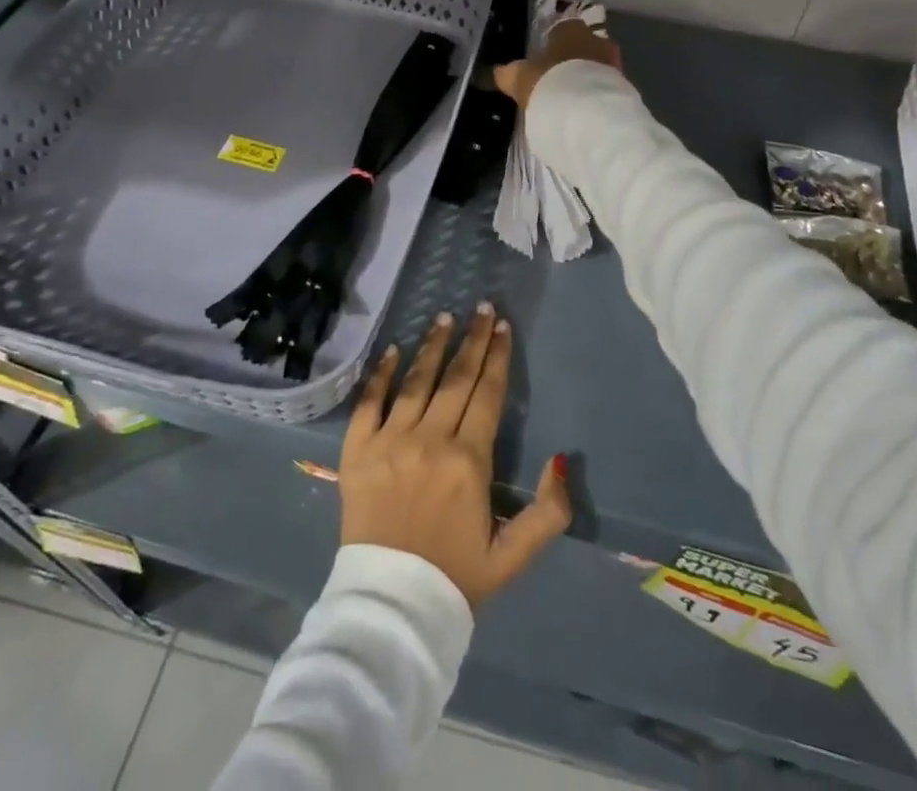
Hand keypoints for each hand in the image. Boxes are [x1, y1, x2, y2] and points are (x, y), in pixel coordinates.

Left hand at [340, 303, 571, 607]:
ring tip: (445, 317)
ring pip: (416, 381)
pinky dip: (381, 373)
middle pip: (456, 378)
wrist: (390, 609)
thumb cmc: (455, 578)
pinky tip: (394, 349)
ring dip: (433, 345)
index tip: (503, 326)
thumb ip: (548, 512)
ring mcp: (389, 442)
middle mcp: (430, 441)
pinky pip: (368, 402)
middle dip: (473, 339)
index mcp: (469, 462)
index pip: (488, 394)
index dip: (498, 357)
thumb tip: (559, 459)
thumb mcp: (513, 556)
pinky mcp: (356, 451)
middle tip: (482, 307)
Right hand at [492, 19, 622, 110]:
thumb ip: (505, 74)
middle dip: (572, 58)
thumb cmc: (548, 82)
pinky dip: (596, 94)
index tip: (543, 58)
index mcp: (570, 29)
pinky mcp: (624, 87)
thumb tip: (492, 73)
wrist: (588, 112)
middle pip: (583, 45)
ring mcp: (614, 63)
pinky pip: (605, 86)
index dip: (551, 42)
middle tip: (557, 77)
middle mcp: (596, 39)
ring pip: (597, 65)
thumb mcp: (518, 78)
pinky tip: (584, 109)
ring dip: (586, 77)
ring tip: (571, 96)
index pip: (562, 27)